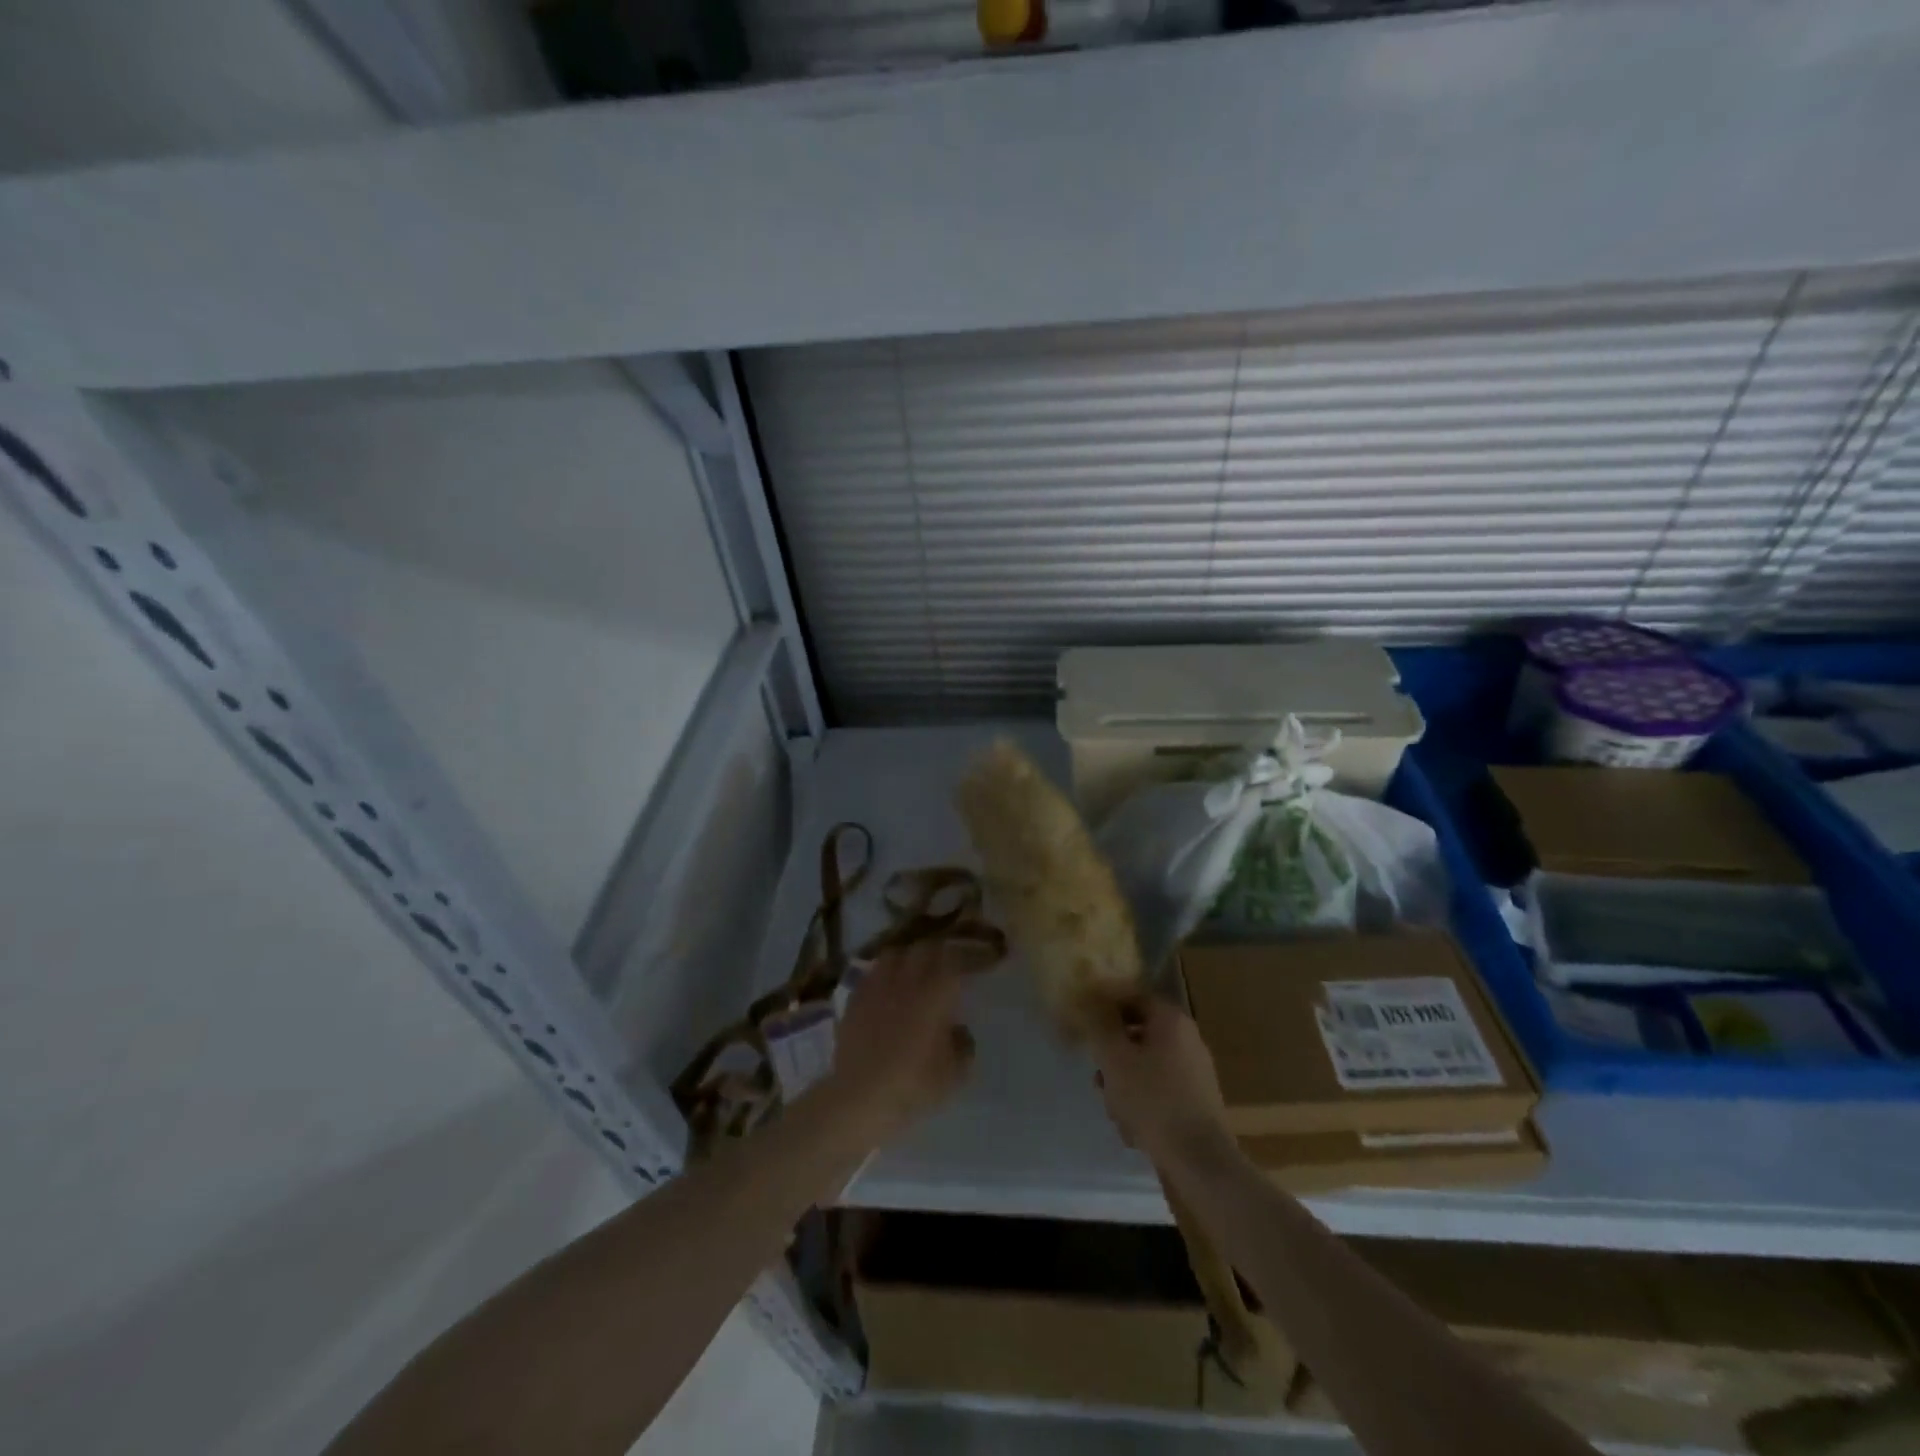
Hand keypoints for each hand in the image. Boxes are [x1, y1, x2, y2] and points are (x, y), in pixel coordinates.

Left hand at [816, 943, 975, 1147]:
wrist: (858, 1098)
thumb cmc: (912, 1086)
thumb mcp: (953, 1075)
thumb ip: (963, 1046)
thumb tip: (960, 1030)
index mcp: (935, 993)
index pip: (957, 960)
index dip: (972, 956)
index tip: (984, 960)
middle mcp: (906, 980)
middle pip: (926, 948)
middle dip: (941, 952)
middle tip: (951, 964)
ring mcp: (877, 986)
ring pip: (896, 953)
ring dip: (910, 957)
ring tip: (916, 970)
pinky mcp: (855, 998)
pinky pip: (873, 972)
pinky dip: (885, 973)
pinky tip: (888, 989)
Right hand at [1088, 997, 1234, 1166]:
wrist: (1200, 1160)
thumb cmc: (1153, 1100)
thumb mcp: (1114, 1059)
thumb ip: (1100, 1026)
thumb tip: (1090, 1003)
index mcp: (1171, 1020)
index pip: (1132, 997)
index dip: (1105, 1007)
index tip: (1085, 1025)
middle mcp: (1187, 1038)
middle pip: (1138, 1035)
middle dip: (1113, 1056)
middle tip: (1098, 1077)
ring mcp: (1195, 1071)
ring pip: (1146, 1066)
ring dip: (1124, 1083)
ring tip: (1114, 1110)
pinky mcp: (1197, 1100)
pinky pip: (1160, 1089)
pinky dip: (1143, 1102)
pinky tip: (1133, 1129)